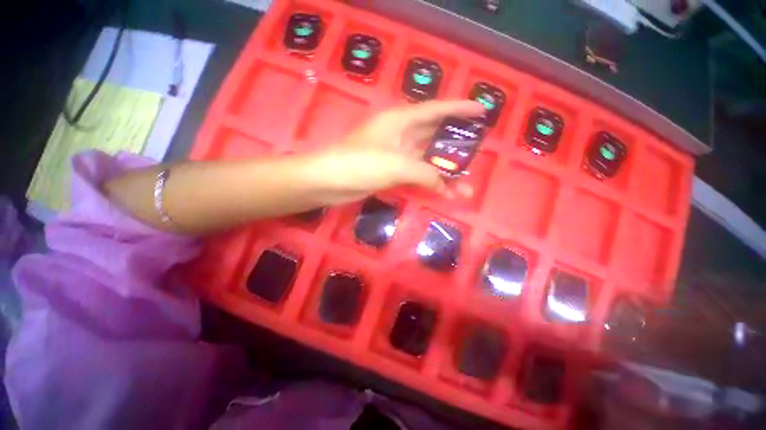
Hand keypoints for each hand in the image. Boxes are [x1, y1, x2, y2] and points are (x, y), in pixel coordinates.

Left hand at [316, 100, 484, 203]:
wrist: (328, 181)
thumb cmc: (359, 163)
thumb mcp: (395, 165)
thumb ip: (424, 173)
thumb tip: (445, 185)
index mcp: (400, 120)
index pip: (436, 110)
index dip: (459, 109)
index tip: (482, 111)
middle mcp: (400, 134)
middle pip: (434, 137)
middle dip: (455, 147)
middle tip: (477, 154)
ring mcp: (395, 155)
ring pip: (426, 161)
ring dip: (445, 173)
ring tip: (467, 186)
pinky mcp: (390, 172)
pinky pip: (416, 175)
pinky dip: (429, 183)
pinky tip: (443, 193)